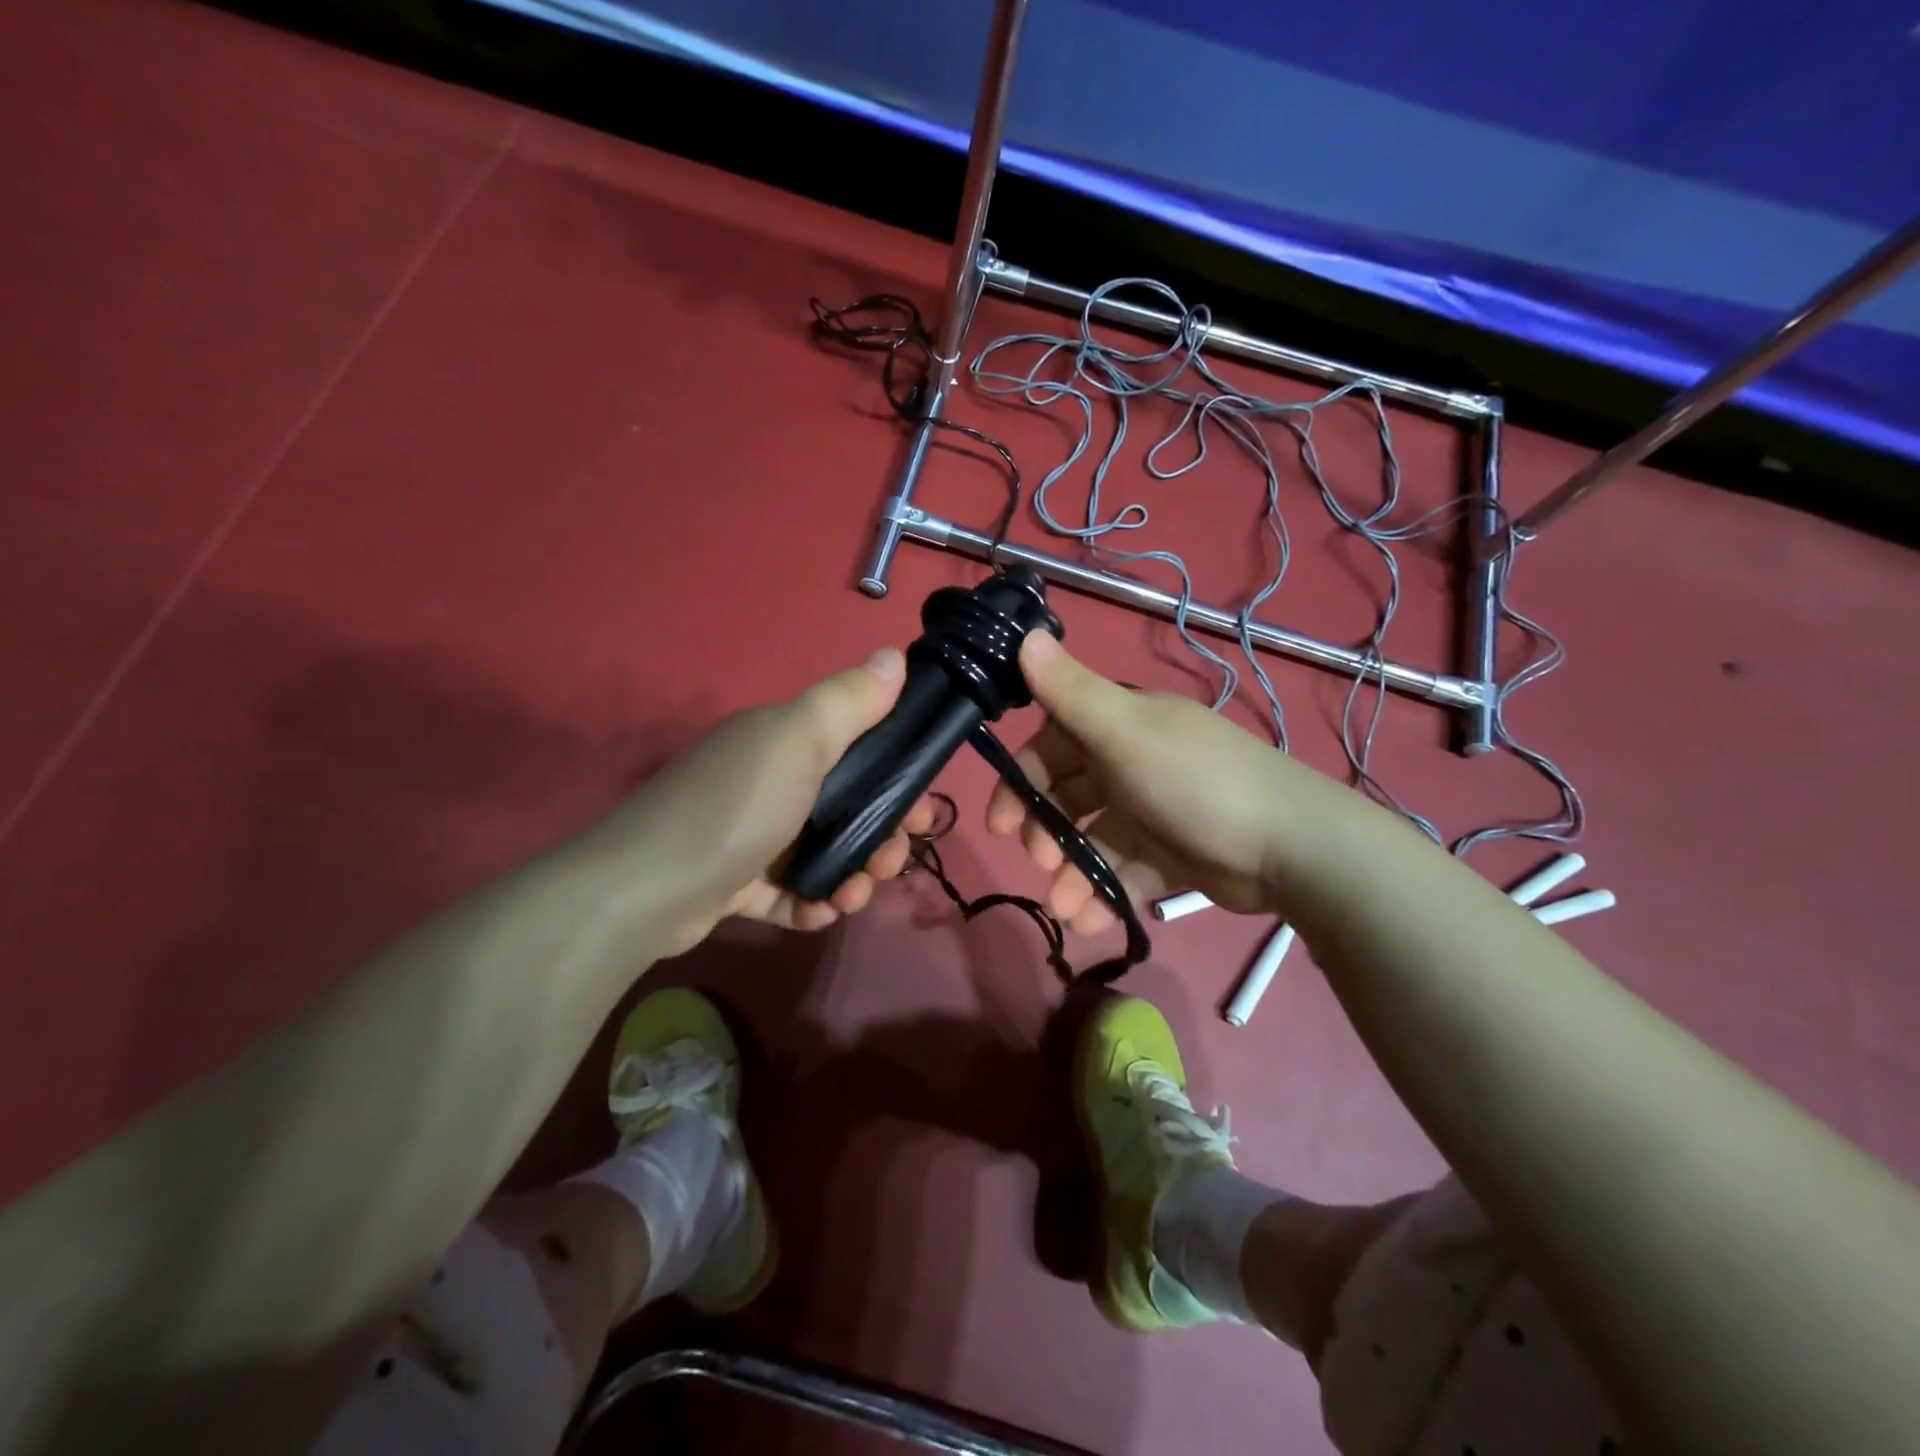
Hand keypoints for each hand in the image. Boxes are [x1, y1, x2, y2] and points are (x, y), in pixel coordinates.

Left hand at [607, 648, 937, 954]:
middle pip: (848, 806)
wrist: (642, 892)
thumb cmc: (733, 808)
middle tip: (890, 864)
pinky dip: (810, 902)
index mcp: (784, 741)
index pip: (859, 747)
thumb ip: (848, 702)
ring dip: (852, 876)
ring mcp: (753, 834)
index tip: (923, 810)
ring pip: (825, 852)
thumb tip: (895, 654)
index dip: (898, 775)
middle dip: (882, 836)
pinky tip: (819, 913)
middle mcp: (770, 781)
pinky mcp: (738, 882)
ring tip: (852, 898)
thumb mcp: (796, 743)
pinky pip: (790, 890)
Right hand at [987, 631, 1331, 931]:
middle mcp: (1135, 763)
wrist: (1290, 847)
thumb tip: (1024, 635)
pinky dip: (1106, 895)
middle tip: (1040, 861)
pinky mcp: (1173, 855)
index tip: (1001, 820)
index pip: (1055, 744)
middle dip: (1046, 831)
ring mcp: (1154, 812)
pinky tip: (1092, 921)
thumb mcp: (1126, 732)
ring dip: (1073, 874)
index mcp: (1124, 726)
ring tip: (1066, 906)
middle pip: (1070, 796)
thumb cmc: (1195, 782)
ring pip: (1095, 841)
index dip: (1023, 778)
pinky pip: (1126, 873)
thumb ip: (1071, 692)